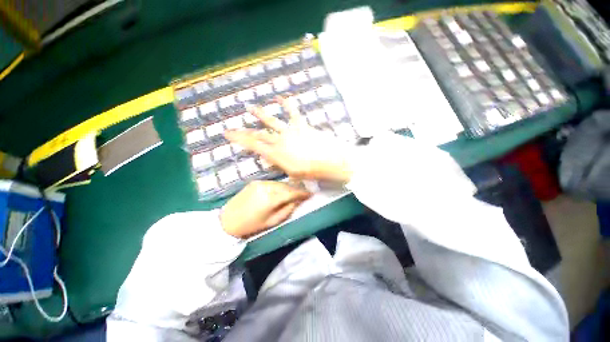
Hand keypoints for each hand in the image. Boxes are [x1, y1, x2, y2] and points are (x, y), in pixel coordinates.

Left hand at [220, 180, 310, 237]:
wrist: (228, 221)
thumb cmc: (252, 226)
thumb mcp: (273, 222)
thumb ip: (288, 209)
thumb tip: (298, 201)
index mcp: (271, 198)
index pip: (292, 192)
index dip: (302, 193)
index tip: (310, 194)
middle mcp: (266, 186)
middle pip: (286, 186)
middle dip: (295, 190)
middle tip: (301, 194)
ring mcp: (260, 182)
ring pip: (279, 183)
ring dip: (287, 187)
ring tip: (291, 193)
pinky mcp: (255, 181)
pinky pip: (271, 182)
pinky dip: (278, 186)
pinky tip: (278, 191)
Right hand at [225, 97, 352, 182]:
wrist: (328, 161)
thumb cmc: (310, 171)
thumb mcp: (292, 173)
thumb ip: (279, 165)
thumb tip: (268, 160)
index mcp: (276, 154)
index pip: (254, 146)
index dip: (239, 140)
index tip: (228, 135)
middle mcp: (279, 141)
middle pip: (259, 134)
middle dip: (245, 132)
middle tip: (233, 128)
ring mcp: (290, 131)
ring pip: (271, 121)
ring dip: (260, 114)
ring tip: (250, 107)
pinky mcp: (301, 125)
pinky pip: (293, 112)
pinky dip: (287, 104)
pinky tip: (280, 97)